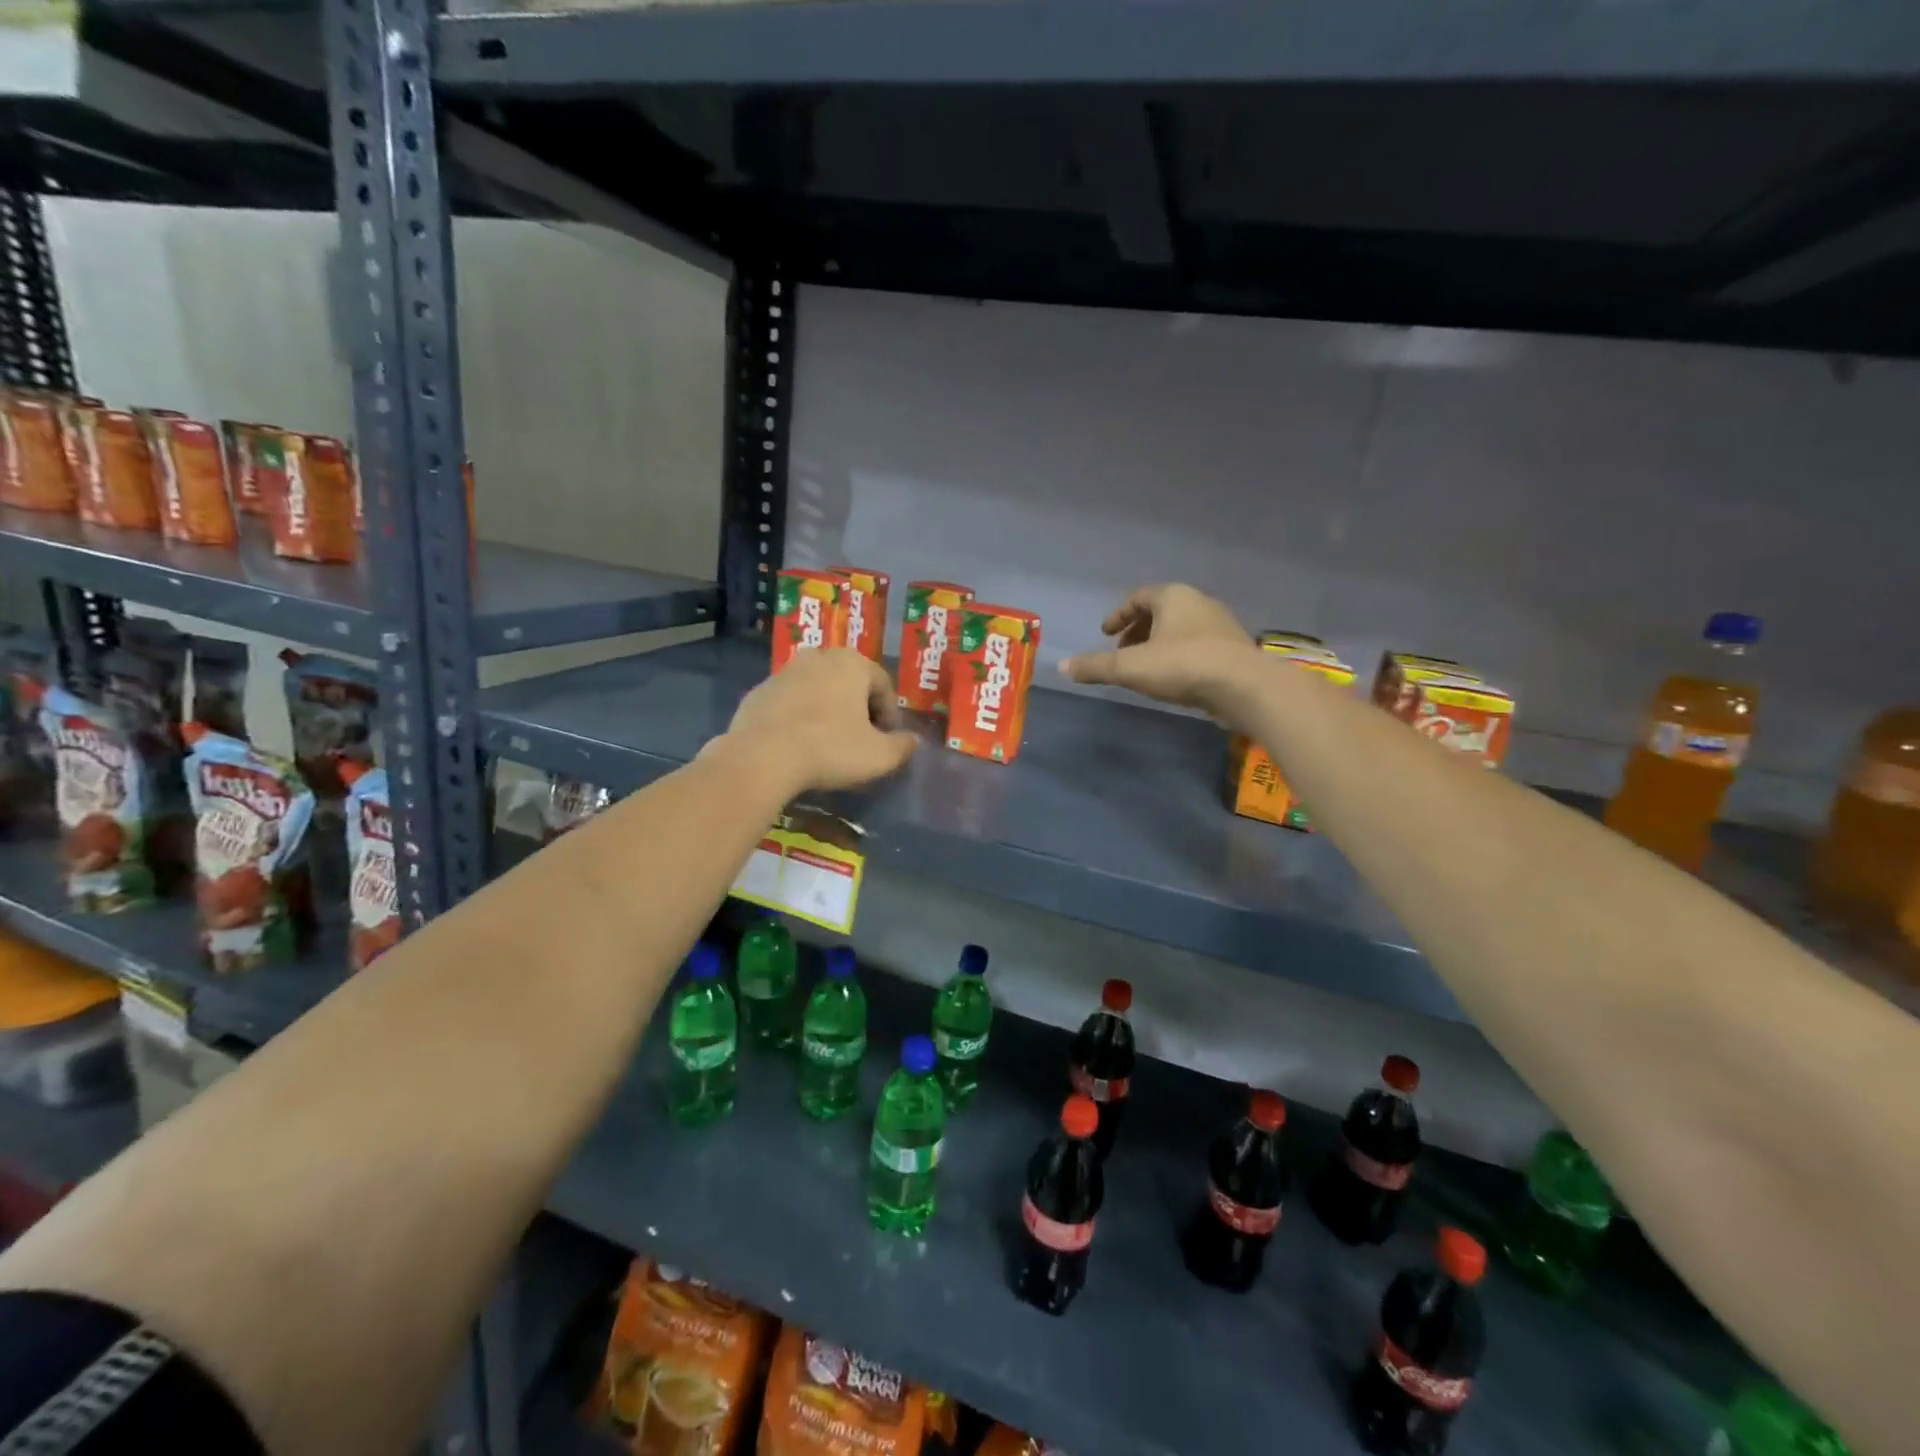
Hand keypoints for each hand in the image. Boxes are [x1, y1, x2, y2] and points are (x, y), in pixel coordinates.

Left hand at [718, 648, 917, 793]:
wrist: (761, 757)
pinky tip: (799, 745)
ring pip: (818, 690)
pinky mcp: (758, 692)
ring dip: (828, 711)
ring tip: (829, 744)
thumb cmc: (830, 749)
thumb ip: (903, 746)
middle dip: (859, 709)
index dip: (890, 714)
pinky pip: (791, 703)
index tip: (888, 740)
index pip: (883, 685)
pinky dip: (800, 718)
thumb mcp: (879, 755)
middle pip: (850, 683)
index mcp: (852, 663)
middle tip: (862, 740)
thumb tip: (913, 741)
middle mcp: (818, 657)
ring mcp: (784, 672)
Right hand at [1060, 584, 1256, 713]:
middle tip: (1122, 651)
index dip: (1118, 615)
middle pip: (1161, 611)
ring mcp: (1220, 624)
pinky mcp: (1234, 648)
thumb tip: (1062, 667)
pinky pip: (1199, 645)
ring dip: (1159, 644)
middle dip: (1138, 630)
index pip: (1138, 597)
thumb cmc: (1182, 666)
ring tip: (1145, 667)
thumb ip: (1095, 667)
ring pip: (1181, 628)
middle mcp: (1199, 602)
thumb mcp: (1130, 668)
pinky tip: (1174, 678)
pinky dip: (1180, 655)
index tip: (1105, 634)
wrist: (1244, 687)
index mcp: (1173, 596)